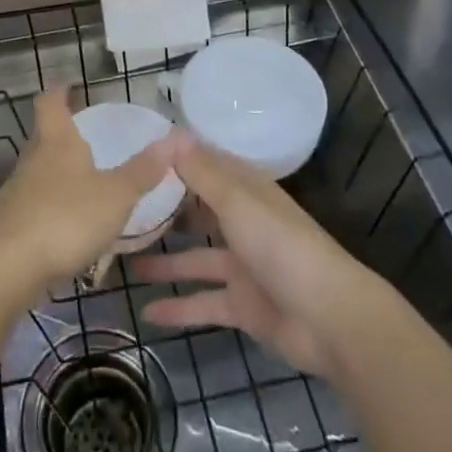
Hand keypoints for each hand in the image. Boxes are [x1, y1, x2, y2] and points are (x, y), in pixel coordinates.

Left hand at [0, 88, 176, 299]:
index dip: (59, 90)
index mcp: (57, 142)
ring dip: (57, 175)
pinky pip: (33, 208)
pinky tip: (67, 229)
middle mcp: (32, 161)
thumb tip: (175, 138)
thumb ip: (143, 170)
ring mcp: (15, 194)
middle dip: (61, 135)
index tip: (68, 84)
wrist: (4, 269)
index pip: (51, 102)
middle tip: (85, 137)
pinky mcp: (8, 227)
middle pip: (43, 137)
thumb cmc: (64, 218)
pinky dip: (50, 210)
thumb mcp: (115, 196)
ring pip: (38, 174)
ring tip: (83, 185)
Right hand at [135, 134, 391, 377]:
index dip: (176, 160)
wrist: (328, 318)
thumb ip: (202, 172)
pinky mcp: (243, 305)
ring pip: (196, 258)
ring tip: (124, 262)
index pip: (207, 166)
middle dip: (166, 211)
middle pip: (199, 211)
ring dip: (164, 261)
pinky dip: (178, 308)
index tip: (137, 156)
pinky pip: (203, 302)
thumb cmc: (280, 246)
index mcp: (246, 192)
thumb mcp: (237, 202)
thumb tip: (170, 134)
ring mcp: (243, 266)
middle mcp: (243, 223)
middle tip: (122, 210)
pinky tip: (146, 314)